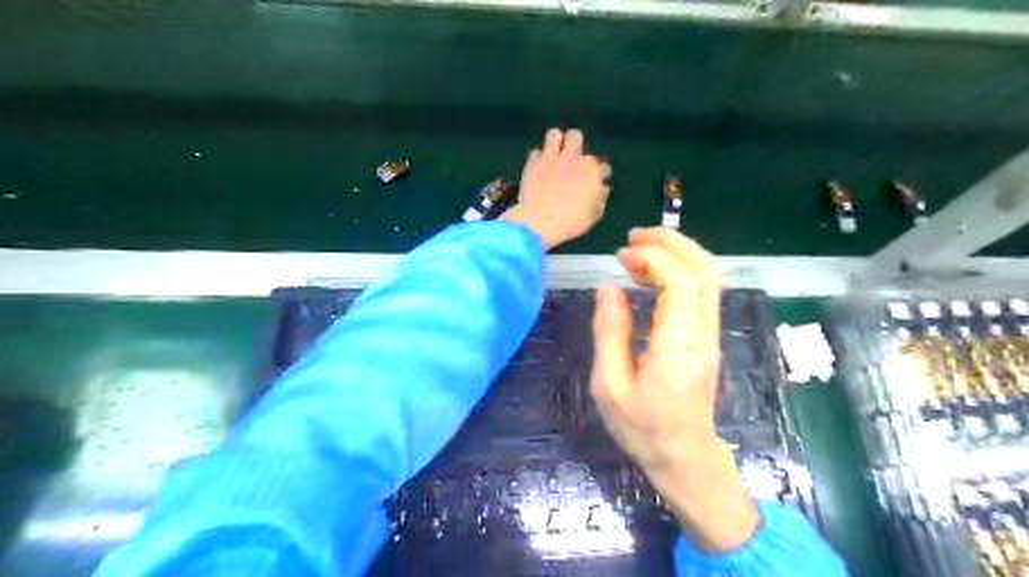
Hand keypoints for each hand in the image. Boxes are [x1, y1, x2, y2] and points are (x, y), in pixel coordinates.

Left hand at [501, 127, 607, 250]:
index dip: (598, 175)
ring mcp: (552, 157)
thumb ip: (600, 199)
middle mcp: (573, 158)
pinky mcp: (533, 162)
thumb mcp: (592, 216)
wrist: (539, 223)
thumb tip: (602, 189)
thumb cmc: (570, 222)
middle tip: (571, 160)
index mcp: (592, 171)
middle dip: (575, 146)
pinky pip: (536, 152)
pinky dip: (538, 160)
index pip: (602, 165)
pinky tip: (539, 169)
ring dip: (555, 143)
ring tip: (553, 155)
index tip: (592, 183)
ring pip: (554, 134)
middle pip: (576, 137)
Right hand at [587, 226, 752, 550]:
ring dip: (678, 253)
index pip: (680, 282)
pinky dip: (680, 271)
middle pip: (704, 269)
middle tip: (633, 237)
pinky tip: (652, 277)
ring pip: (709, 277)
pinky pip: (703, 291)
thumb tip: (608, 287)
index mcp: (677, 345)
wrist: (684, 456)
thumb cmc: (642, 427)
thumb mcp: (610, 385)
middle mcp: (702, 333)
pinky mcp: (708, 338)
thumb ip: (609, 332)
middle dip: (671, 242)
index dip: (653, 257)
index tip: (621, 255)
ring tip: (639, 251)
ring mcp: (710, 334)